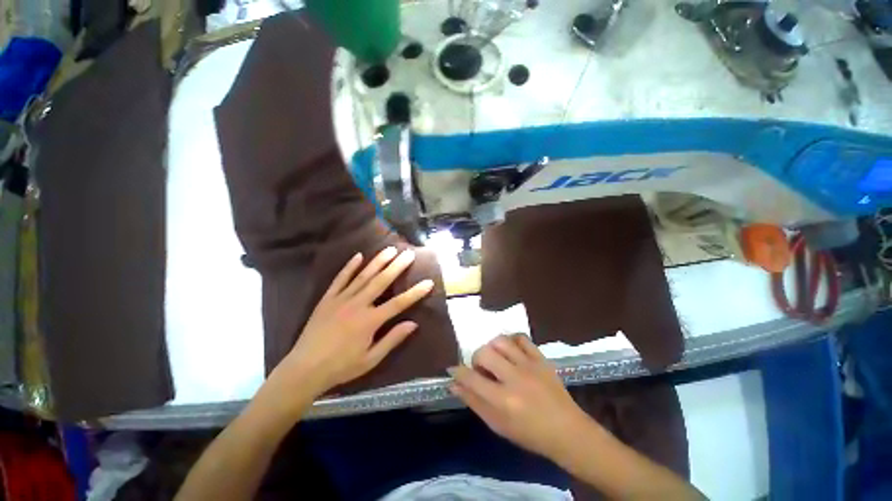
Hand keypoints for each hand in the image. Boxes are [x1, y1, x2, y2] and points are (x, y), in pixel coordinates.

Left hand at [275, 247, 433, 395]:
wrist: (304, 369)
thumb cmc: (341, 367)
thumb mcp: (371, 359)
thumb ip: (392, 339)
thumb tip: (413, 324)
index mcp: (370, 321)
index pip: (399, 303)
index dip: (415, 293)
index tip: (428, 282)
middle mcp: (357, 305)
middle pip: (381, 282)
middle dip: (397, 267)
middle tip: (408, 253)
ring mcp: (341, 299)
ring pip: (363, 276)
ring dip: (377, 262)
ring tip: (390, 250)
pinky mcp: (327, 299)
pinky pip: (340, 279)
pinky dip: (349, 267)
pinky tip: (358, 256)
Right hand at [449, 334, 591, 460]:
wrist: (567, 431)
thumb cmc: (529, 434)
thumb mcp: (498, 426)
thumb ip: (474, 403)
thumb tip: (454, 385)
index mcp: (503, 400)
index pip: (471, 378)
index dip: (458, 372)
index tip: (453, 370)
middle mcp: (514, 378)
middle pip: (484, 353)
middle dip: (476, 359)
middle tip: (482, 369)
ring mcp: (529, 365)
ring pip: (501, 341)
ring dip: (492, 347)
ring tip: (496, 358)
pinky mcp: (541, 358)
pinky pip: (521, 338)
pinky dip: (511, 340)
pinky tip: (511, 351)